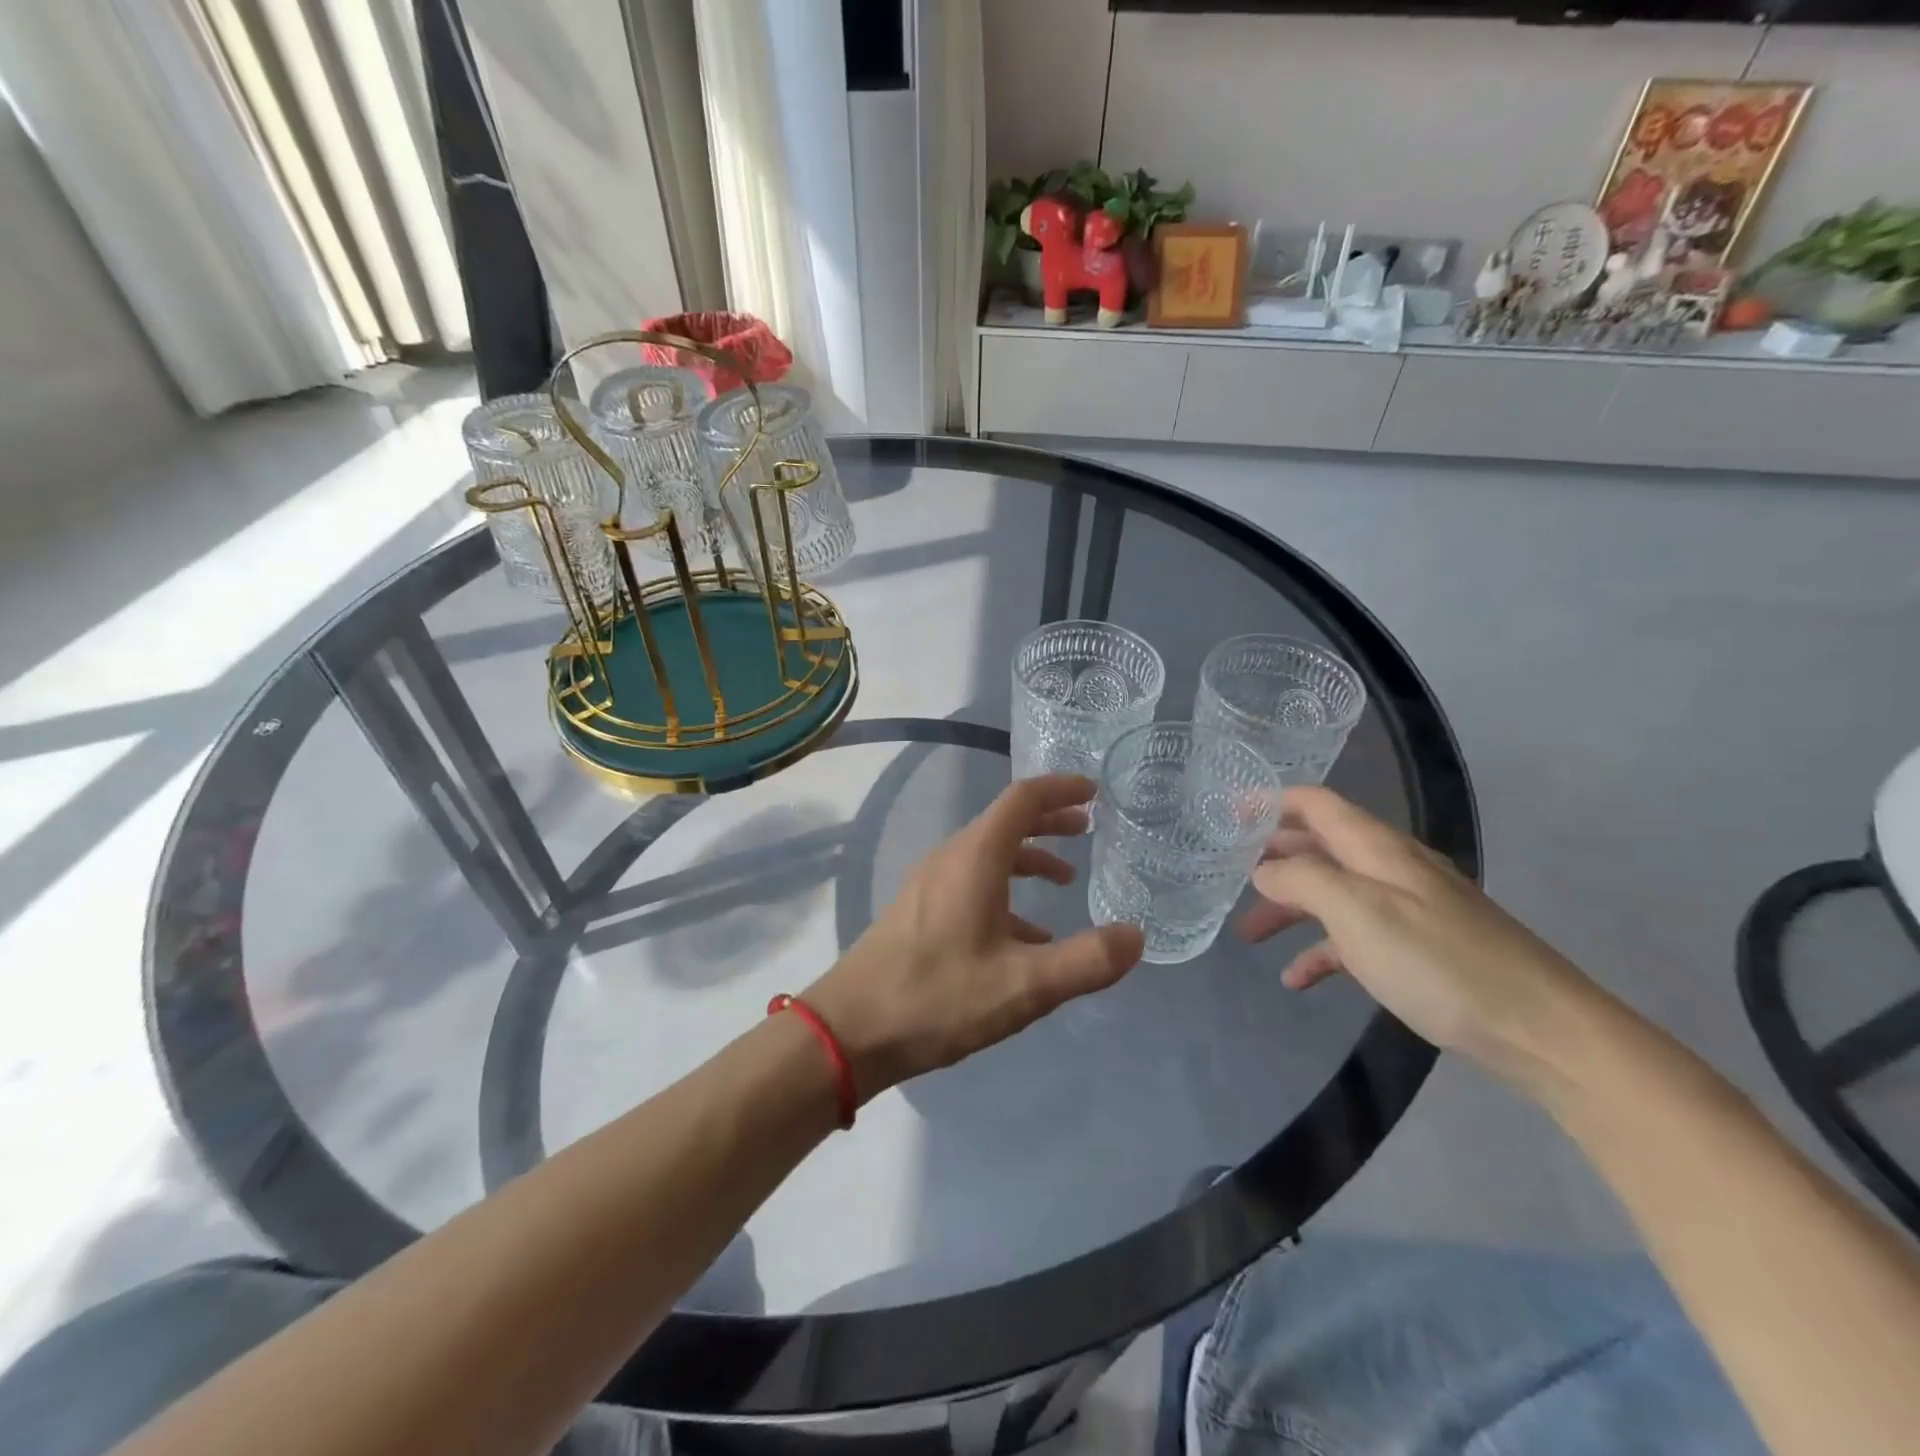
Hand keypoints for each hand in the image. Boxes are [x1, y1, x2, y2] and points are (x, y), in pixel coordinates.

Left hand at [806, 774, 1144, 1100]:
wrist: (850, 1030)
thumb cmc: (938, 997)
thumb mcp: (1024, 985)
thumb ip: (1086, 961)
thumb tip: (1136, 936)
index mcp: (975, 858)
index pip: (1023, 799)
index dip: (1061, 788)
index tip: (1095, 791)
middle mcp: (951, 859)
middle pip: (1005, 822)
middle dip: (1049, 820)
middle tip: (1088, 828)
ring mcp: (930, 884)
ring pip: (988, 854)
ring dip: (1028, 858)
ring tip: (1065, 880)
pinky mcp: (920, 911)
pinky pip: (971, 884)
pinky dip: (1006, 892)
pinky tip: (1026, 935)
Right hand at [1238, 786, 1604, 1091]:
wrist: (1542, 1031)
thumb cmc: (1440, 962)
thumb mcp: (1358, 912)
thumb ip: (1301, 879)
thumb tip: (1263, 868)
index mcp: (1376, 847)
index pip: (1315, 803)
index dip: (1270, 801)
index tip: (1226, 813)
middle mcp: (1389, 868)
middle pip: (1318, 846)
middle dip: (1270, 857)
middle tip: (1226, 873)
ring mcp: (1406, 909)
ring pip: (1331, 893)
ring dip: (1288, 907)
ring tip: (1249, 933)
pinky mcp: (1416, 949)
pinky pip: (1354, 938)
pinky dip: (1321, 950)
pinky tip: (1297, 978)